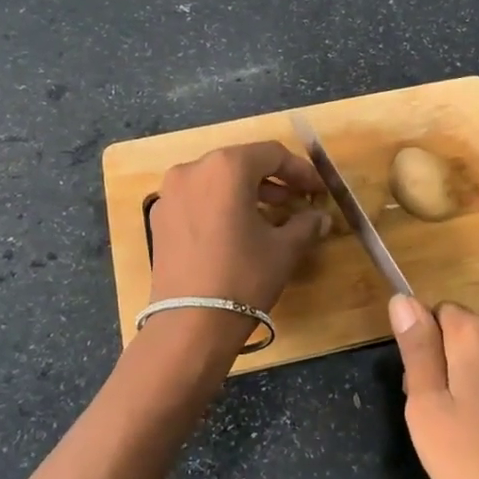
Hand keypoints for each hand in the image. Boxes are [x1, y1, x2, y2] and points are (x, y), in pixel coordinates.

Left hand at [147, 142, 327, 313]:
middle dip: (273, 180)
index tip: (318, 190)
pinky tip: (237, 230)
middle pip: (241, 163)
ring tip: (272, 216)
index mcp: (226, 167)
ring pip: (217, 180)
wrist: (190, 324)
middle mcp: (193, 169)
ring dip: (246, 192)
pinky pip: (197, 199)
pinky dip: (220, 205)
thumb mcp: (284, 249)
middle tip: (297, 201)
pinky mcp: (159, 218)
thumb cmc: (244, 277)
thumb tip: (319, 217)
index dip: (301, 171)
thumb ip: (306, 224)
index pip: (272, 154)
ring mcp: (170, 193)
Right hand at [389, 296, 478, 478]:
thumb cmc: (475, 462)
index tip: (422, 389)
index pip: (440, 313)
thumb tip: (403, 299)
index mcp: (478, 337)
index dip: (426, 346)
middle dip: (455, 367)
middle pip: (472, 339)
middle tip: (446, 421)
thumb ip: (417, 350)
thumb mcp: (428, 409)